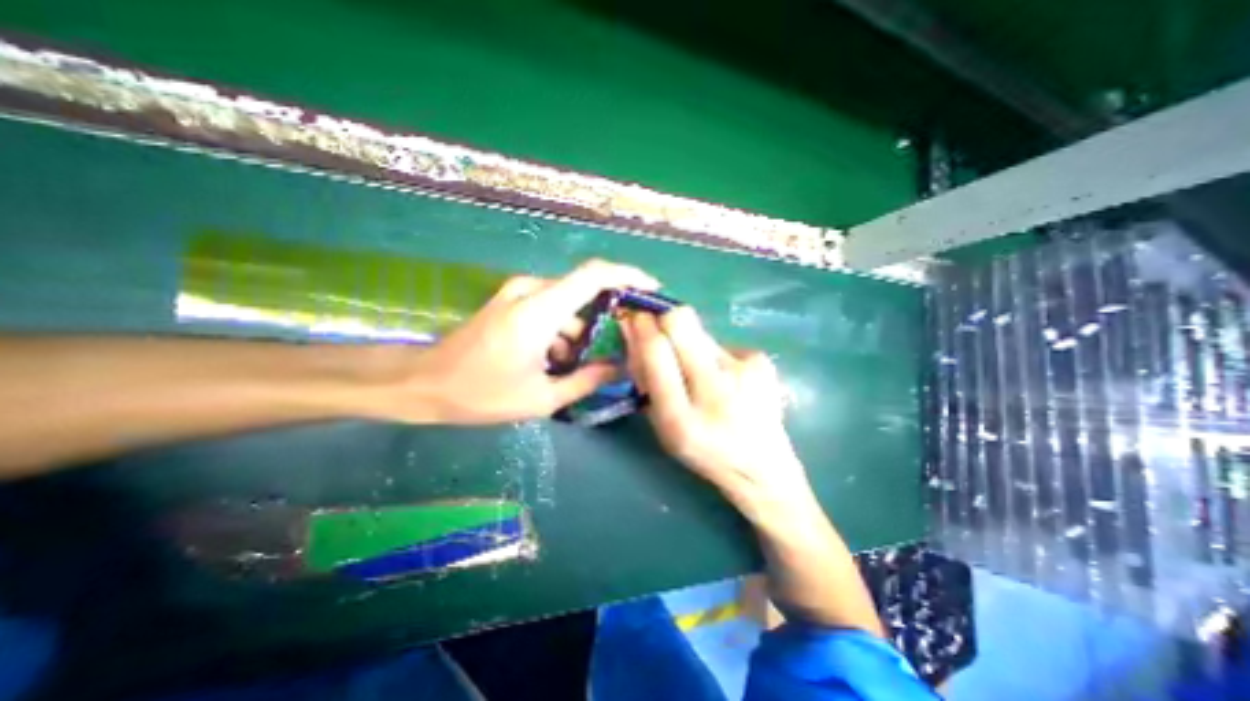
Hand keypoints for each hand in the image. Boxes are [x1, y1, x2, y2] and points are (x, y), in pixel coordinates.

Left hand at [377, 258, 654, 420]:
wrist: (424, 384)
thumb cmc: (481, 394)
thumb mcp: (542, 398)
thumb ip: (587, 380)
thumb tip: (621, 368)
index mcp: (539, 311)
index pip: (595, 276)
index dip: (627, 276)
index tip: (650, 290)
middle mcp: (530, 291)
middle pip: (585, 291)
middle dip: (604, 317)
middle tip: (614, 348)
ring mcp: (518, 293)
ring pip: (567, 304)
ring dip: (578, 332)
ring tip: (569, 368)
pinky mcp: (511, 301)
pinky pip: (550, 308)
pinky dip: (560, 331)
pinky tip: (550, 360)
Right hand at [620, 311, 815, 518]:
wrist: (763, 467)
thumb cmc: (703, 451)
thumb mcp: (663, 427)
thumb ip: (646, 381)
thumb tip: (635, 333)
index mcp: (681, 418)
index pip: (657, 351)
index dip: (643, 326)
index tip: (637, 318)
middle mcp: (716, 390)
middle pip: (682, 322)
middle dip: (664, 317)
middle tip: (661, 329)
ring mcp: (745, 371)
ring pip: (701, 332)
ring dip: (690, 342)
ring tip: (700, 370)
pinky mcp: (761, 361)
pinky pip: (722, 344)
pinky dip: (714, 355)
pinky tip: (727, 379)